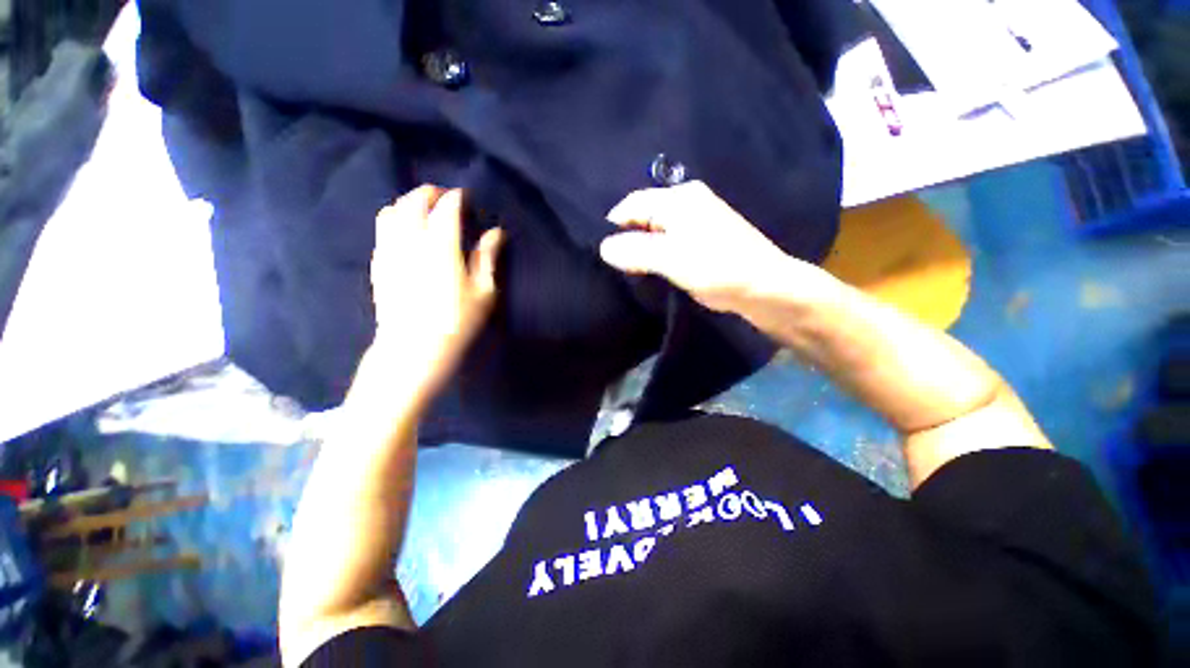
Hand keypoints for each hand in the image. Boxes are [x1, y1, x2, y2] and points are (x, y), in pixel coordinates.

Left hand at [367, 185, 503, 401]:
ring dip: (408, 203)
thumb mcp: (483, 292)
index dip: (456, 198)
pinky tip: (405, 230)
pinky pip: (382, 229)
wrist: (413, 348)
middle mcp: (410, 240)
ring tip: (422, 209)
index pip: (446, 208)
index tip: (464, 196)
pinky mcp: (379, 263)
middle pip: (414, 202)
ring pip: (392, 211)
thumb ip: (487, 257)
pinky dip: (394, 219)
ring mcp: (389, 251)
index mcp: (441, 246)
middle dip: (429, 193)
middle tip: (444, 197)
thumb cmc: (457, 321)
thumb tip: (496, 232)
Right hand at [599, 181, 802, 312]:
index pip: (631, 205)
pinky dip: (656, 254)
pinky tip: (651, 269)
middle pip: (643, 215)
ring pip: (654, 230)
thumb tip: (604, 248)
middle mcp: (686, 202)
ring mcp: (695, 219)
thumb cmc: (716, 268)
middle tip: (618, 266)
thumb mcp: (670, 259)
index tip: (604, 255)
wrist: (764, 286)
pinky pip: (668, 241)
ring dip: (642, 248)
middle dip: (627, 238)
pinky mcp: (701, 237)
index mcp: (678, 198)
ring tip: (631, 270)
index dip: (613, 227)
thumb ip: (635, 251)